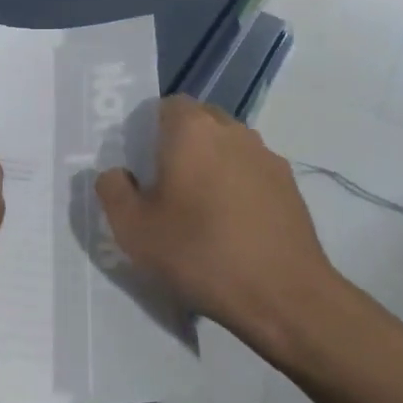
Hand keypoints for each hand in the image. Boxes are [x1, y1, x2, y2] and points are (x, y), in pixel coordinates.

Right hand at [95, 97, 341, 359]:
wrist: (284, 297)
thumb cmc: (200, 253)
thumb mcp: (133, 229)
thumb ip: (112, 190)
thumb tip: (116, 173)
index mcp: (192, 129)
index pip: (166, 105)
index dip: (149, 130)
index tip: (140, 165)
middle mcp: (233, 131)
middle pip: (199, 122)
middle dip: (180, 146)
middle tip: (164, 187)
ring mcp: (267, 157)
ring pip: (228, 147)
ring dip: (211, 166)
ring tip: (199, 211)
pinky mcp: (290, 186)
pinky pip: (252, 173)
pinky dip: (238, 188)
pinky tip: (232, 228)